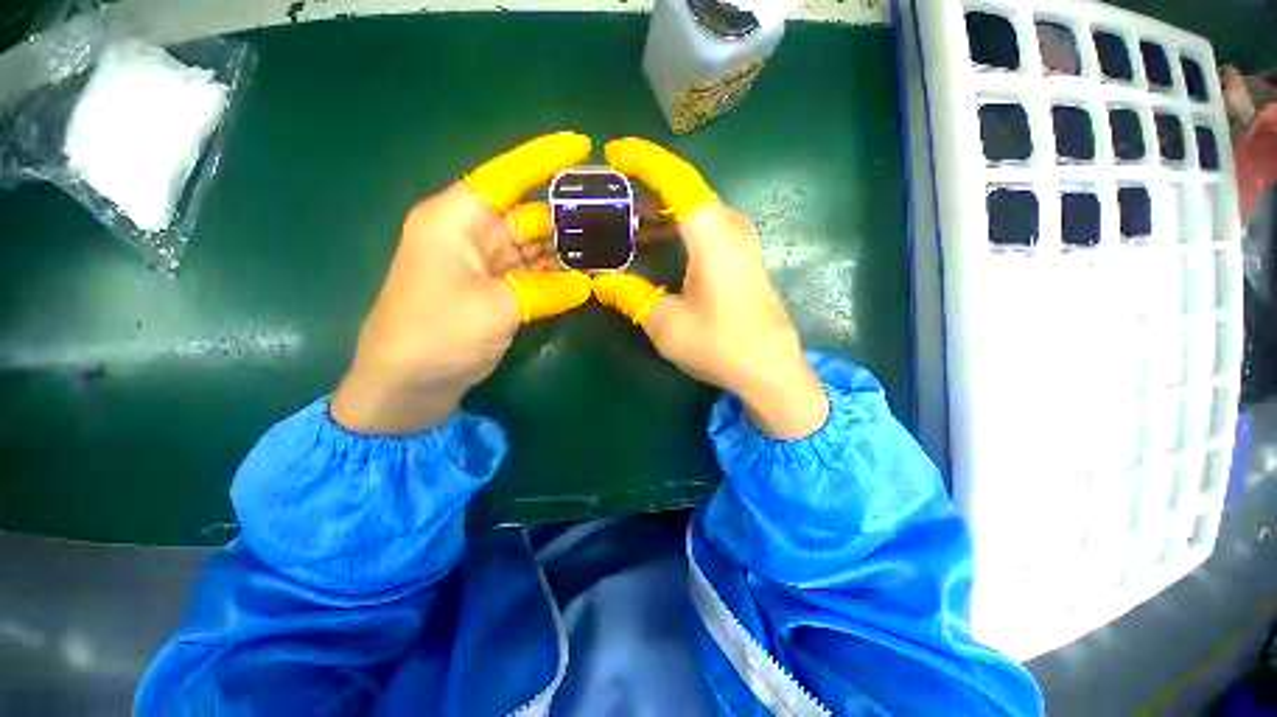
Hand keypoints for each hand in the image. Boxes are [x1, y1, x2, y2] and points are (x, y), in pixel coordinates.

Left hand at [331, 133, 593, 434]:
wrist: (405, 388)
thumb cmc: (435, 337)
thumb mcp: (495, 309)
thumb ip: (547, 290)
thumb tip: (588, 283)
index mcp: (455, 221)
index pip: (504, 176)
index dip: (543, 158)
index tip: (581, 145)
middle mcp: (469, 235)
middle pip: (526, 213)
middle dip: (567, 214)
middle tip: (611, 211)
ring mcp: (483, 265)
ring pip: (533, 247)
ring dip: (567, 249)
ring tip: (608, 244)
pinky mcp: (493, 292)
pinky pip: (531, 275)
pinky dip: (556, 276)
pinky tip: (586, 275)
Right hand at [592, 138, 828, 439]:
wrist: (771, 370)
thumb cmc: (720, 345)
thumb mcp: (666, 324)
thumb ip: (630, 295)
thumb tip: (599, 282)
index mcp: (711, 233)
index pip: (675, 178)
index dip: (643, 160)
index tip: (613, 153)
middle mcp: (730, 226)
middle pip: (684, 191)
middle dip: (645, 189)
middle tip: (610, 198)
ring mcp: (741, 241)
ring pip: (694, 210)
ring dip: (660, 213)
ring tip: (624, 223)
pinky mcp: (743, 257)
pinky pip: (705, 228)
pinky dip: (677, 229)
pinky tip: (656, 244)